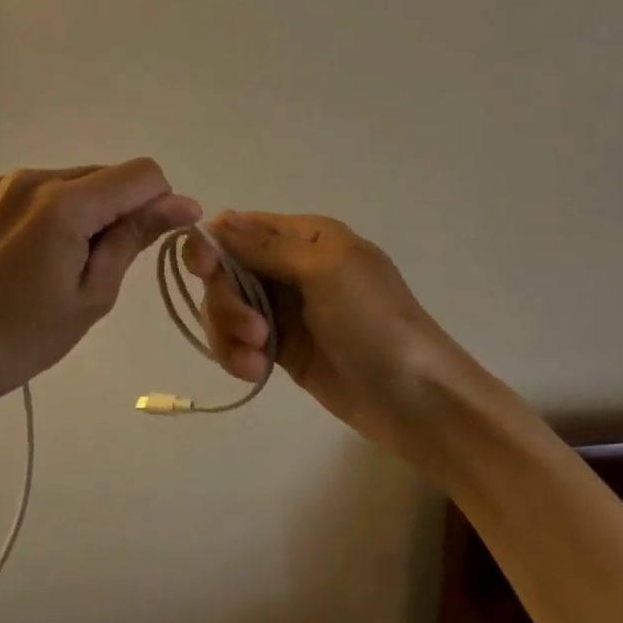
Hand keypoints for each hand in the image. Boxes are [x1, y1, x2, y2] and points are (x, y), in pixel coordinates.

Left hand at [0, 162, 200, 418]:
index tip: (154, 241)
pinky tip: (36, 255)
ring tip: (63, 264)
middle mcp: (34, 177)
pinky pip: (42, 189)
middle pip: (107, 175)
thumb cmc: (26, 337)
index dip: (160, 203)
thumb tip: (185, 203)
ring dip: (88, 211)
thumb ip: (135, 237)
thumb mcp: (93, 293)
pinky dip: (57, 211)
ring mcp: (5, 183)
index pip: (141, 173)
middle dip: (121, 211)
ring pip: (75, 181)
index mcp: (64, 202)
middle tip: (101, 266)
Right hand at [185, 212, 470, 462]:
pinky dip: (237, 354)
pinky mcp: (281, 348)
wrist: (418, 401)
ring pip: (225, 307)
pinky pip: (237, 340)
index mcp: (305, 236)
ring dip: (230, 331)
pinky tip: (255, 371)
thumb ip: (266, 246)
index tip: (203, 270)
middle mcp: (289, 266)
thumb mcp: (324, 270)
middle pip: (225, 270)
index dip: (213, 245)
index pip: (239, 227)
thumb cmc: (375, 323)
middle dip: (226, 299)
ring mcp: (284, 309)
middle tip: (251, 328)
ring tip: (256, 357)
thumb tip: (217, 221)